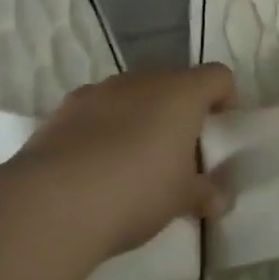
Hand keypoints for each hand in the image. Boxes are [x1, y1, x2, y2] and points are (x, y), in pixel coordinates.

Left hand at [13, 66, 236, 257]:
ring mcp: (100, 91)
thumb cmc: (136, 191)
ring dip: (140, 116)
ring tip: (134, 159)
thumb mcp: (180, 199)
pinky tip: (96, 164)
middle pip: (173, 83)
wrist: (53, 202)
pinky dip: (104, 127)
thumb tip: (218, 199)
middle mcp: (142, 81)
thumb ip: (204, 193)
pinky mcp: (64, 109)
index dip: (225, 98)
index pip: (218, 77)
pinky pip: (97, 110)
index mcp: (181, 93)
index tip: (221, 128)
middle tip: (179, 150)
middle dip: (179, 110)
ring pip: (132, 94)